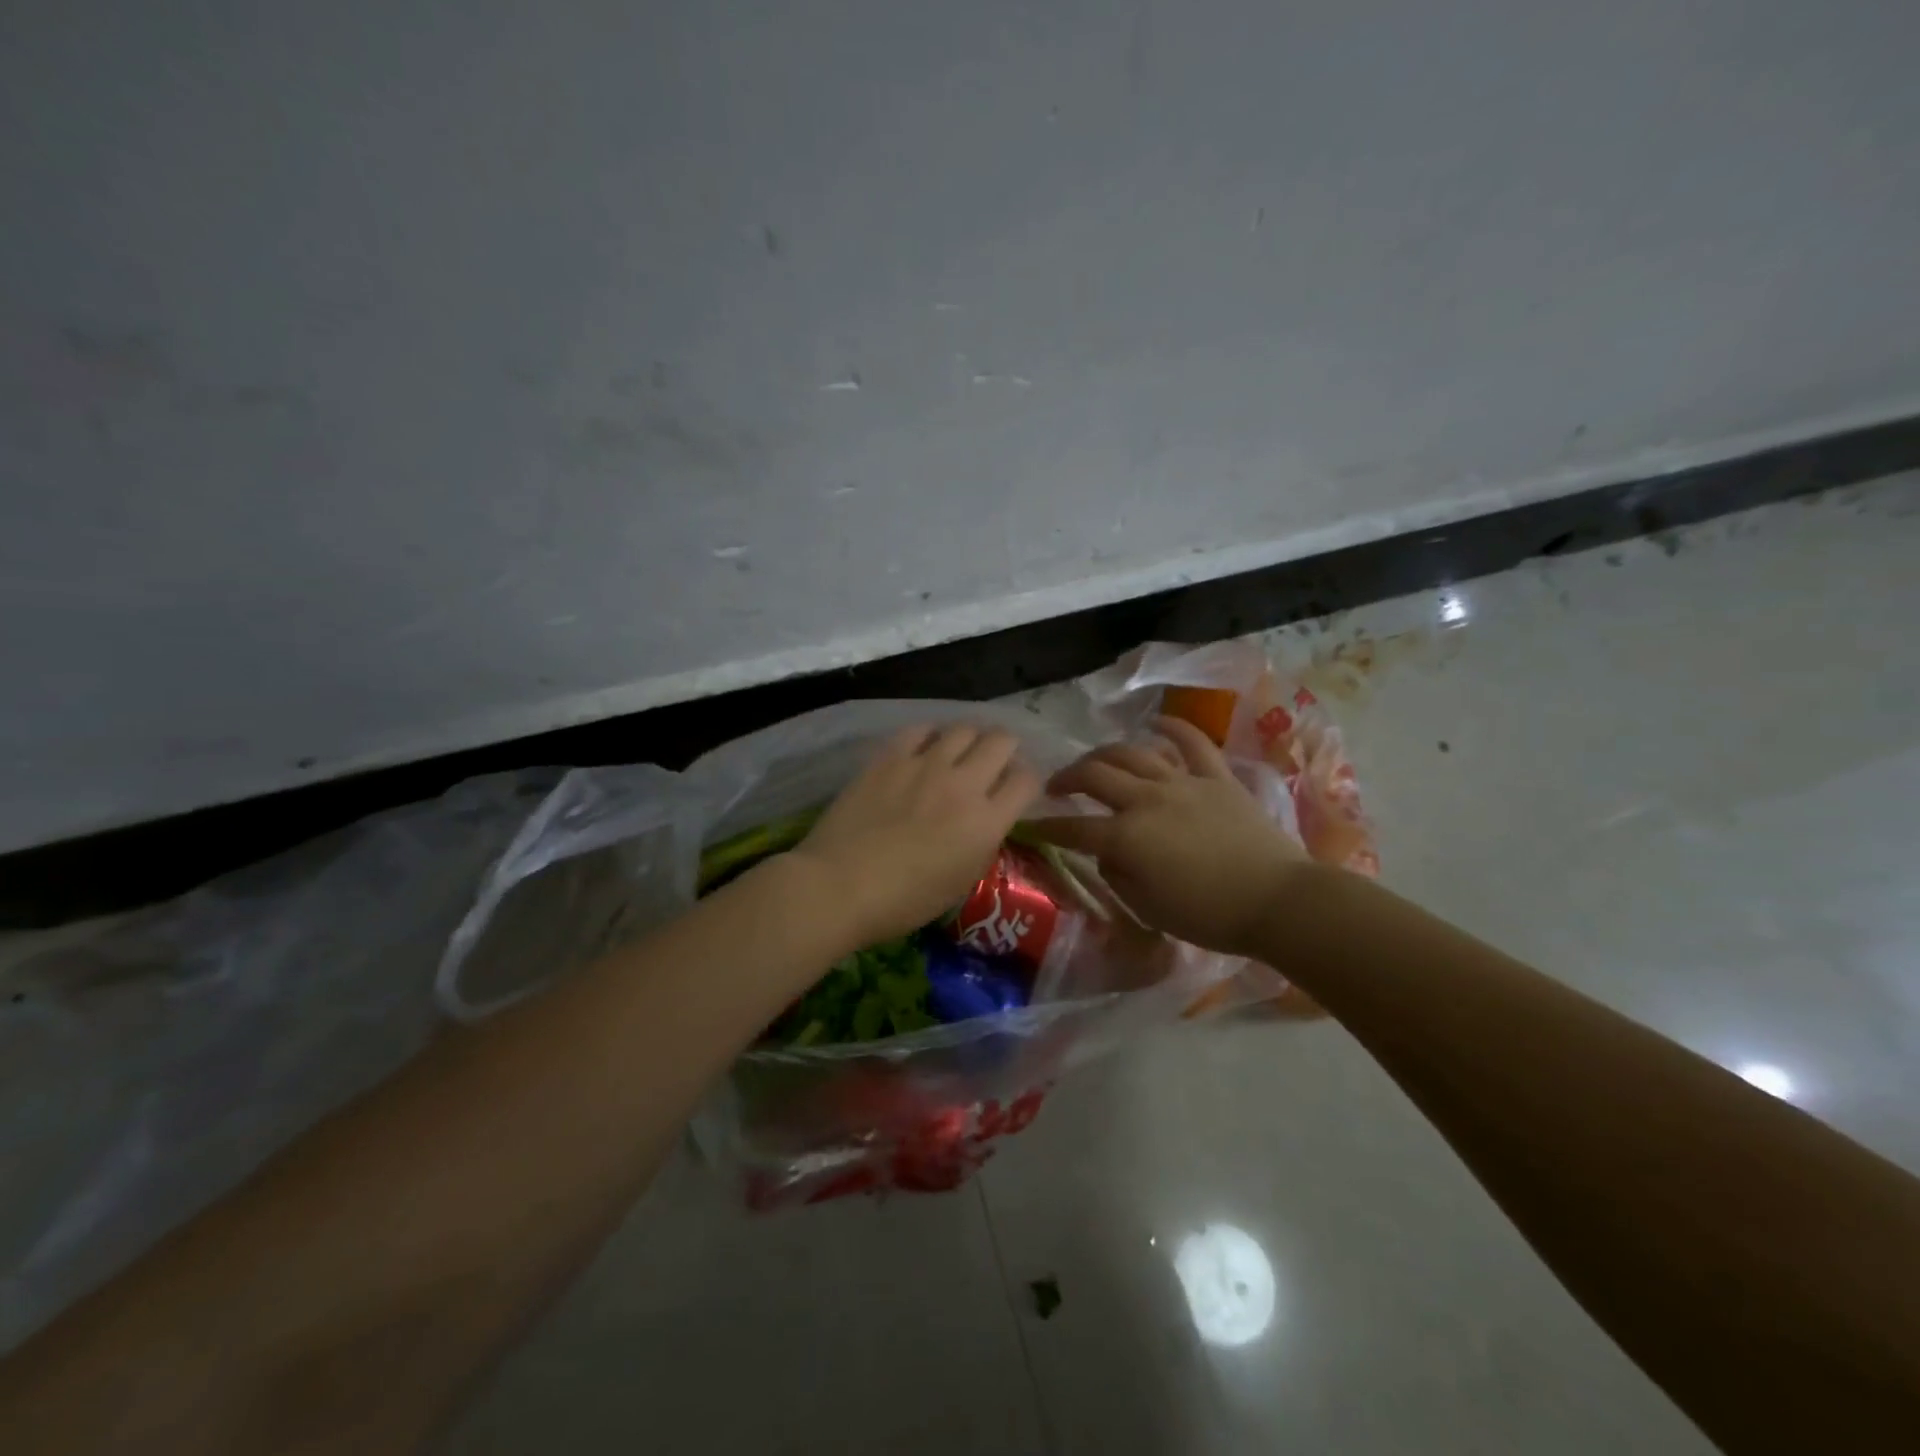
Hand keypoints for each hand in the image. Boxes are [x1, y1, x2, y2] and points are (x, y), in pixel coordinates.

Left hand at [790, 724, 1041, 949]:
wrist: (840, 886)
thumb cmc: (903, 901)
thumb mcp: (961, 881)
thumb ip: (982, 842)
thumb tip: (986, 819)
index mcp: (986, 822)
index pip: (1027, 780)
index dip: (1027, 781)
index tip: (1016, 789)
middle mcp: (964, 784)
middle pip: (1002, 741)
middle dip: (1005, 749)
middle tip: (993, 763)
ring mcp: (925, 765)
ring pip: (964, 728)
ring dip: (969, 739)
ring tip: (960, 752)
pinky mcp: (890, 757)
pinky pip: (920, 730)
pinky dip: (930, 736)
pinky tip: (924, 748)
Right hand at [1028, 717, 1305, 955]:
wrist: (1276, 901)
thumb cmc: (1209, 915)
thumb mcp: (1148, 908)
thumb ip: (1117, 876)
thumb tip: (1108, 853)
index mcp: (1127, 837)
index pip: (1074, 826)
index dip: (1047, 825)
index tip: (1030, 824)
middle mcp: (1147, 800)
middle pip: (1094, 776)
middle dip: (1066, 777)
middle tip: (1056, 786)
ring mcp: (1182, 782)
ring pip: (1132, 753)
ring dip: (1104, 754)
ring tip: (1094, 762)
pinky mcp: (1216, 777)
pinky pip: (1192, 743)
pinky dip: (1173, 728)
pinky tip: (1156, 723)